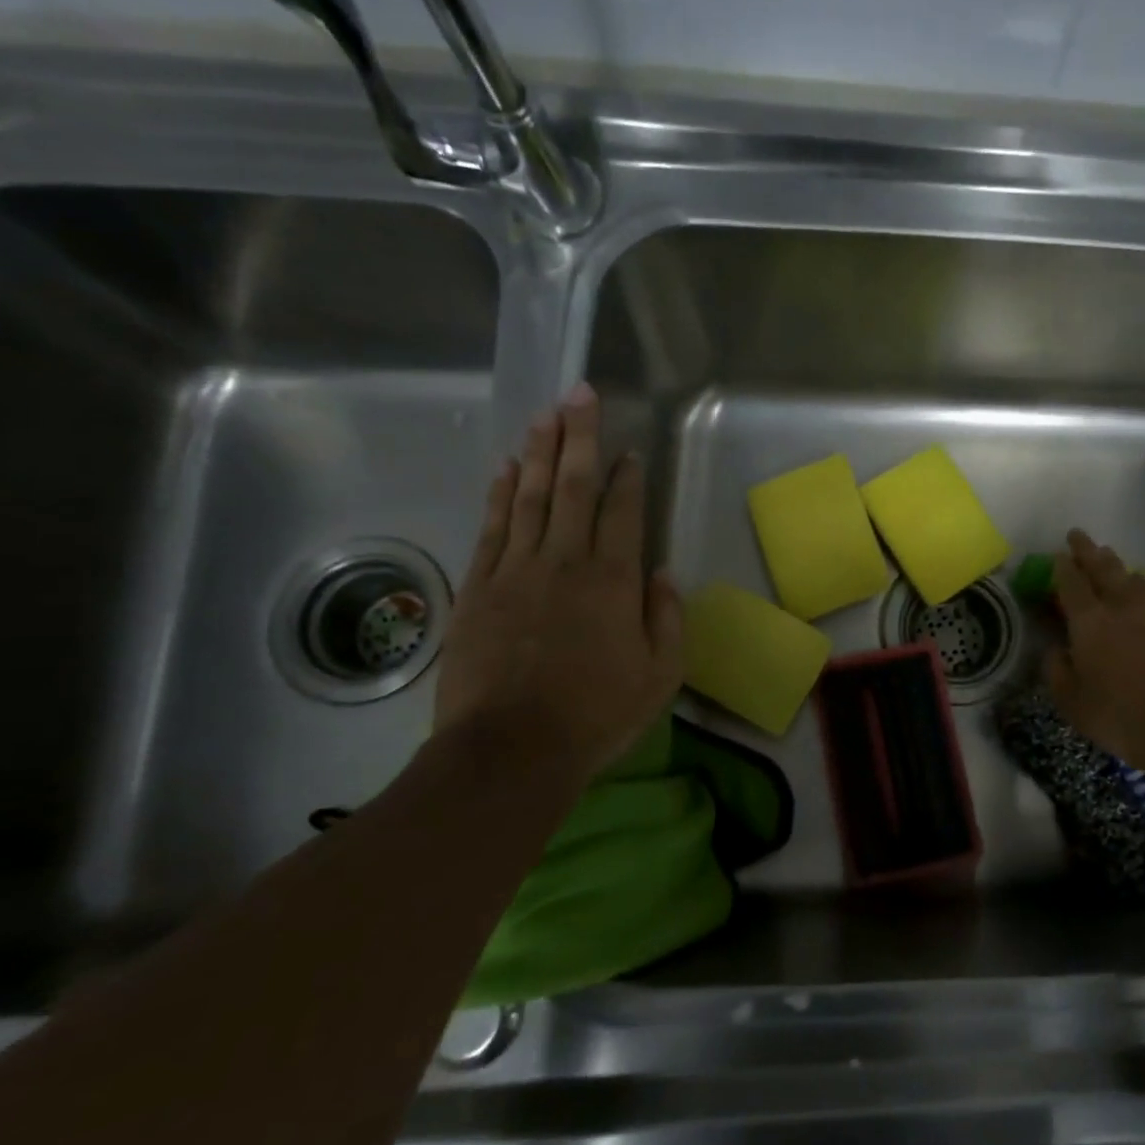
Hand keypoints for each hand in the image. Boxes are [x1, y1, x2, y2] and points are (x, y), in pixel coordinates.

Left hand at [433, 384, 680, 782]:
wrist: (510, 751)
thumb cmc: (597, 715)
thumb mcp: (660, 675)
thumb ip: (667, 618)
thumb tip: (662, 572)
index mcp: (613, 581)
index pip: (623, 512)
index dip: (628, 476)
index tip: (629, 450)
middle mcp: (564, 562)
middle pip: (572, 487)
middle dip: (579, 437)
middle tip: (579, 393)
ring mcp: (515, 571)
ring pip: (527, 497)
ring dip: (537, 452)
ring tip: (544, 415)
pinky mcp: (478, 589)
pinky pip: (491, 529)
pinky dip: (498, 495)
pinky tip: (503, 470)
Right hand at [1044, 529, 1144, 768]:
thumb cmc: (1114, 713)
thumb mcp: (1069, 699)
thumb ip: (1057, 669)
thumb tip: (1056, 650)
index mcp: (1089, 620)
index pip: (1071, 582)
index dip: (1061, 567)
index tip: (1056, 555)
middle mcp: (1121, 606)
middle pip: (1104, 568)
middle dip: (1088, 551)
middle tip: (1079, 537)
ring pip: (1133, 579)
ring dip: (1118, 568)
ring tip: (1111, 562)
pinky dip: (1140, 594)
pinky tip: (1139, 601)